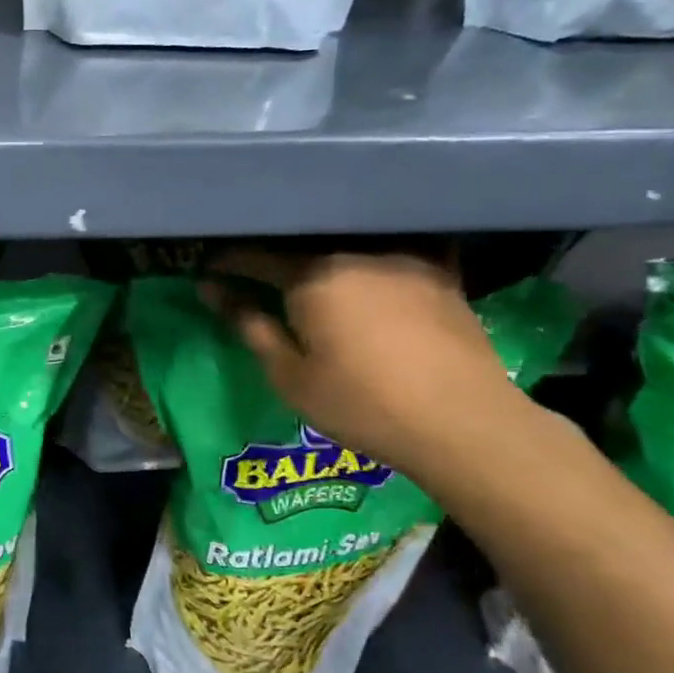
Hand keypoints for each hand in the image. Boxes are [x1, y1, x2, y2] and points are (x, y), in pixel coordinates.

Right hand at [202, 249, 529, 482]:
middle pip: (302, 249)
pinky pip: (390, 255)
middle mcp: (355, 255)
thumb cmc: (361, 405)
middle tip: (256, 277)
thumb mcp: (289, 376)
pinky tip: (368, 272)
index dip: (228, 263)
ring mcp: (403, 260)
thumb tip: (212, 289)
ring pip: (347, 249)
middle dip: (274, 259)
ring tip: (310, 277)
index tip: (209, 271)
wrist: (464, 423)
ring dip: (321, 259)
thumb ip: (250, 326)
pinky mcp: (439, 276)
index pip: (256, 258)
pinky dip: (370, 261)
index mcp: (312, 278)